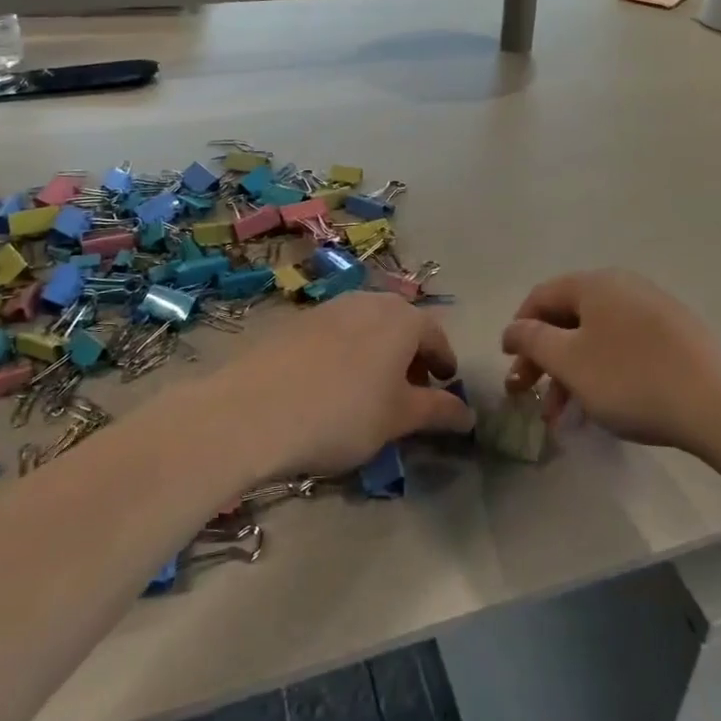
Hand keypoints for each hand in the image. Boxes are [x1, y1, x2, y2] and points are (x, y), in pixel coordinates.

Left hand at [221, 292, 473, 475]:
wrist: (252, 410)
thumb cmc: (341, 414)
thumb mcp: (397, 419)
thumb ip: (437, 411)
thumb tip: (468, 414)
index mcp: (402, 319)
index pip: (436, 335)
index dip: (445, 361)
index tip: (447, 384)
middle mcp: (369, 301)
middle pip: (401, 324)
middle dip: (411, 354)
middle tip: (412, 389)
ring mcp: (330, 307)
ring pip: (368, 325)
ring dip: (379, 352)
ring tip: (372, 389)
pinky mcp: (297, 320)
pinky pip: (336, 332)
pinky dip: (347, 352)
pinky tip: (333, 384)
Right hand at [502, 270, 720, 448]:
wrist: (714, 406)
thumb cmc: (630, 379)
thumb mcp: (569, 361)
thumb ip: (533, 340)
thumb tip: (513, 328)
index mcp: (596, 284)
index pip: (541, 296)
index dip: (519, 328)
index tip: (509, 363)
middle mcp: (624, 286)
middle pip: (569, 318)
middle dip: (544, 358)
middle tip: (528, 394)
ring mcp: (655, 309)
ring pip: (597, 337)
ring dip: (571, 372)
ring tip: (562, 415)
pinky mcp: (677, 335)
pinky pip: (625, 346)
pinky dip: (603, 371)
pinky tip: (600, 404)